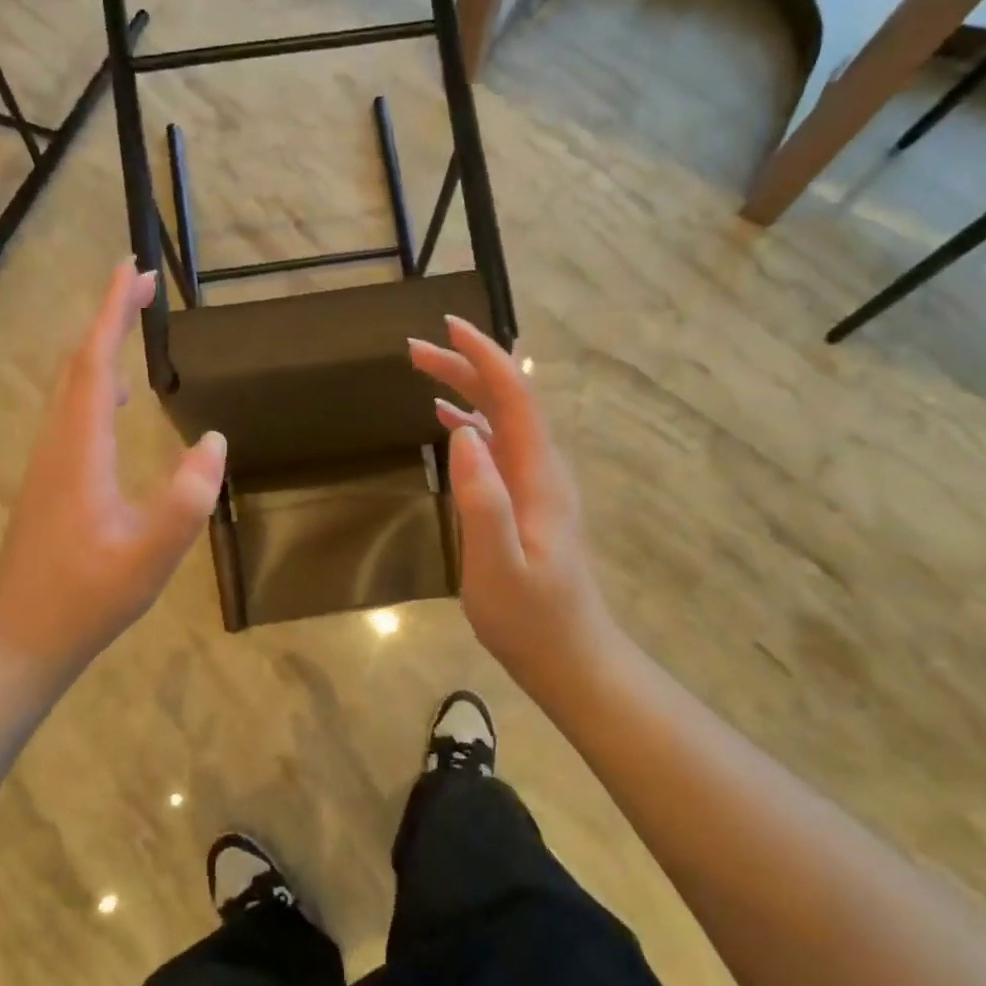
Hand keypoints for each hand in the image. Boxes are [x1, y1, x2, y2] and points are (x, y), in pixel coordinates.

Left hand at [0, 261, 226, 677]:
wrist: (20, 638)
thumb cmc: (85, 600)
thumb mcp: (148, 558)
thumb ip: (185, 501)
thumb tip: (212, 440)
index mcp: (80, 451)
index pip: (96, 364)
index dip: (113, 314)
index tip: (134, 270)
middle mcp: (57, 444)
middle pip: (77, 364)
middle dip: (107, 318)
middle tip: (142, 285)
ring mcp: (49, 463)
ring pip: (70, 387)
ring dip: (99, 348)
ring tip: (131, 326)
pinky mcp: (50, 481)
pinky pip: (72, 413)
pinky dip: (95, 385)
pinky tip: (118, 402)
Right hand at [410, 317, 612, 695]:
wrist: (571, 658)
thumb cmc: (531, 618)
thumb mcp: (497, 565)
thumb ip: (482, 499)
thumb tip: (460, 430)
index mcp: (538, 476)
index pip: (515, 397)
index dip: (484, 357)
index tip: (449, 328)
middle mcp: (542, 470)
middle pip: (508, 400)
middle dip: (466, 366)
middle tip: (415, 349)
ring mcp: (537, 485)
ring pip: (502, 419)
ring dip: (466, 389)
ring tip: (423, 371)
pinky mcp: (527, 502)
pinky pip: (499, 446)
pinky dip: (472, 422)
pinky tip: (448, 422)